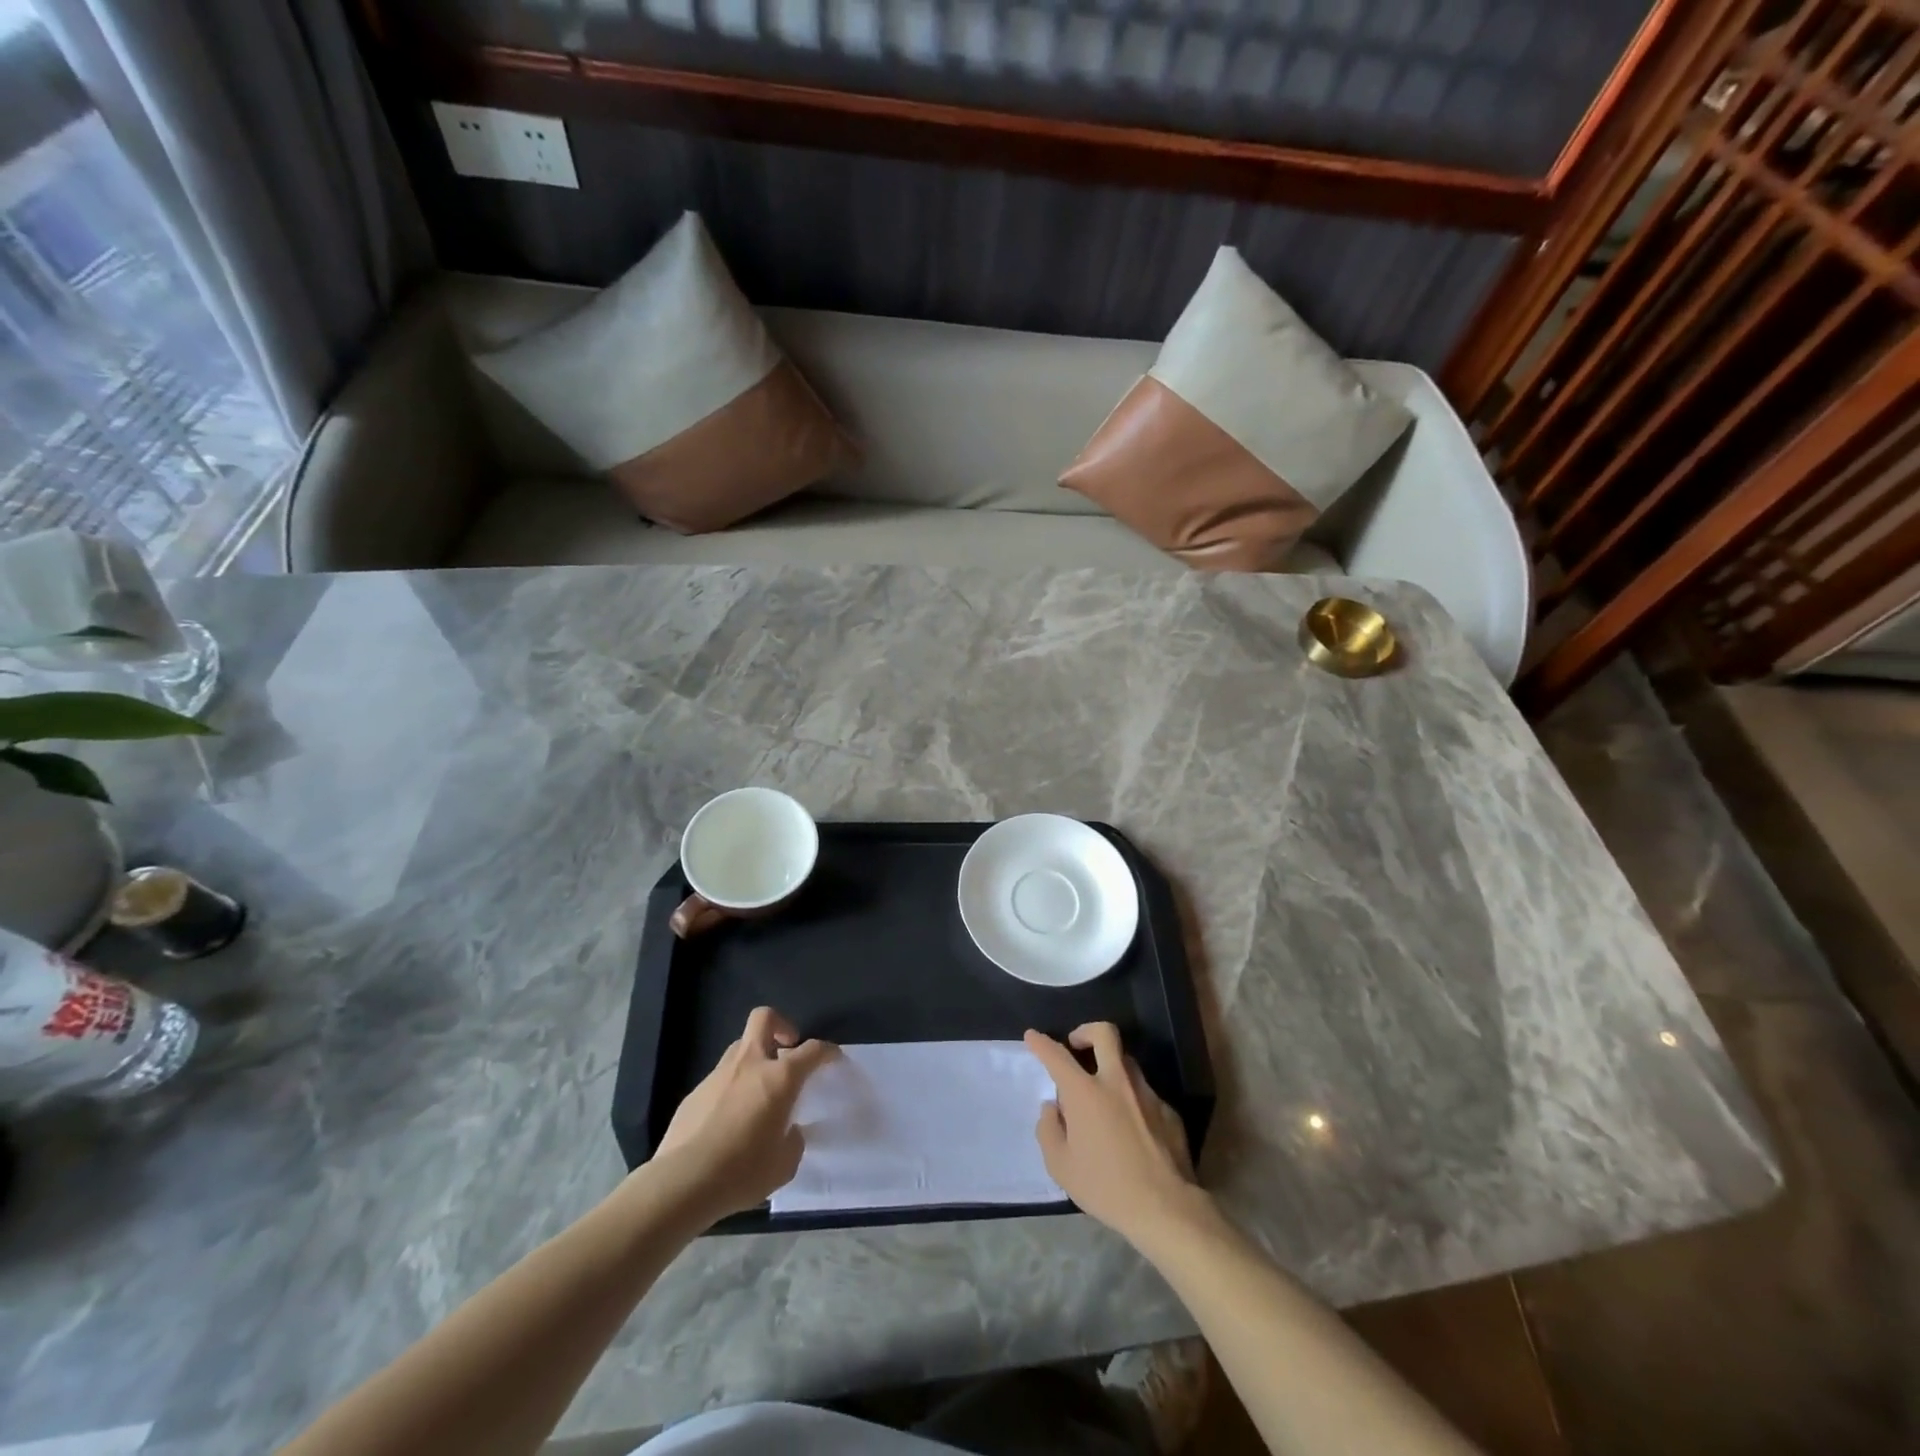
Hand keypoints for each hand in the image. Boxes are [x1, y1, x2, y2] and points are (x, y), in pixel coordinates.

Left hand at [653, 1007, 836, 1221]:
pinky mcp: (694, 1094)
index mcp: (779, 1078)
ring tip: (757, 1091)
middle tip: (787, 1048)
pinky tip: (728, 1120)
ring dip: (753, 1059)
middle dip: (780, 1025)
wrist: (682, 1183)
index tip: (833, 1058)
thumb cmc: (743, 1171)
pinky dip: (730, 1088)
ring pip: (739, 1048)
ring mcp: (718, 1075)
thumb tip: (789, 1131)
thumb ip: (793, 1141)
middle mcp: (749, 1065)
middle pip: (764, 1019)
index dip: (827, 1051)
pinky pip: (719, 1079)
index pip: (812, 1050)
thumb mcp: (784, 1165)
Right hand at [1025, 1023, 1208, 1248]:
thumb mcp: (1060, 1166)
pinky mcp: (1168, 1111)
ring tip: (1103, 1096)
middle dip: (1086, 1031)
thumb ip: (1049, 1130)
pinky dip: (1132, 1100)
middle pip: (1104, 1034)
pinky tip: (1131, 1129)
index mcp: (1085, 1093)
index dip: (1041, 1043)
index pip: (1057, 1056)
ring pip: (1127, 1062)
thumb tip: (1054, 1108)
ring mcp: (1146, 1093)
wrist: (1165, 1208)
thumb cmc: (1105, 1187)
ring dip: (1111, 1067)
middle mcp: (1117, 1082)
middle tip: (1077, 1045)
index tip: (1032, 1036)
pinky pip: (1144, 1094)